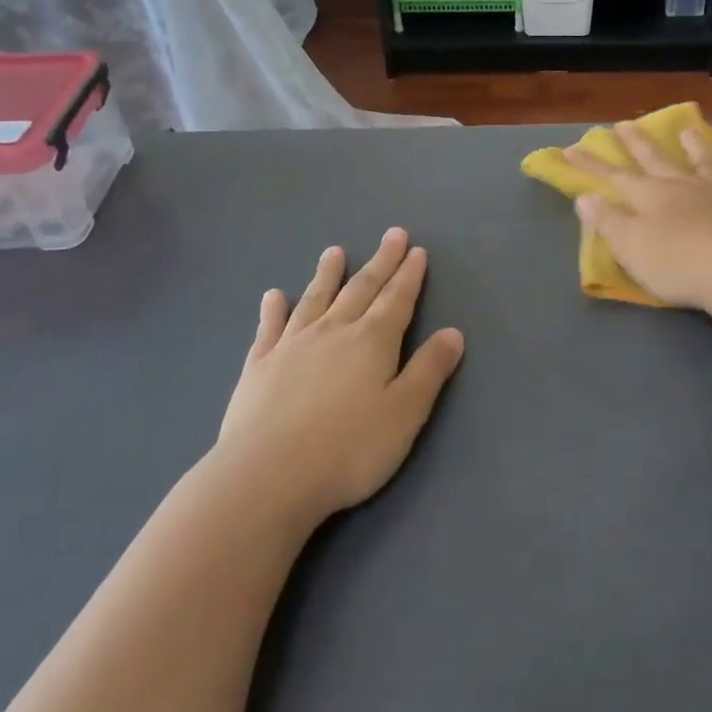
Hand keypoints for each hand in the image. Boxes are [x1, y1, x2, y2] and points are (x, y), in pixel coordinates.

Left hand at [218, 228, 463, 526]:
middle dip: (380, 262)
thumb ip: (429, 370)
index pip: (397, 299)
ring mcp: (291, 345)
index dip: (409, 275)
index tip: (416, 250)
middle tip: (392, 235)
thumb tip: (453, 332)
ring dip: (328, 274)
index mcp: (372, 341)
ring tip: (335, 252)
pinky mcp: (258, 366)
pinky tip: (274, 296)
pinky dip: (274, 309)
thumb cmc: (348, 448)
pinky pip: (270, 327)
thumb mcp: (405, 413)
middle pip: (361, 289)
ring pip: (315, 299)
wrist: (266, 477)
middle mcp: (333, 331)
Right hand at [565, 121, 711, 310]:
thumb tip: (585, 196)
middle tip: (624, 123)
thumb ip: (608, 221)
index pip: (614, 177)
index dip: (591, 165)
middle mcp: (682, 186)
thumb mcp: (631, 247)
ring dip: (692, 146)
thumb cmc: (678, 264)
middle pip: (655, 160)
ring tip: (686, 130)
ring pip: (702, 162)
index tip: (571, 148)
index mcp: (650, 196)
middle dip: (637, 143)